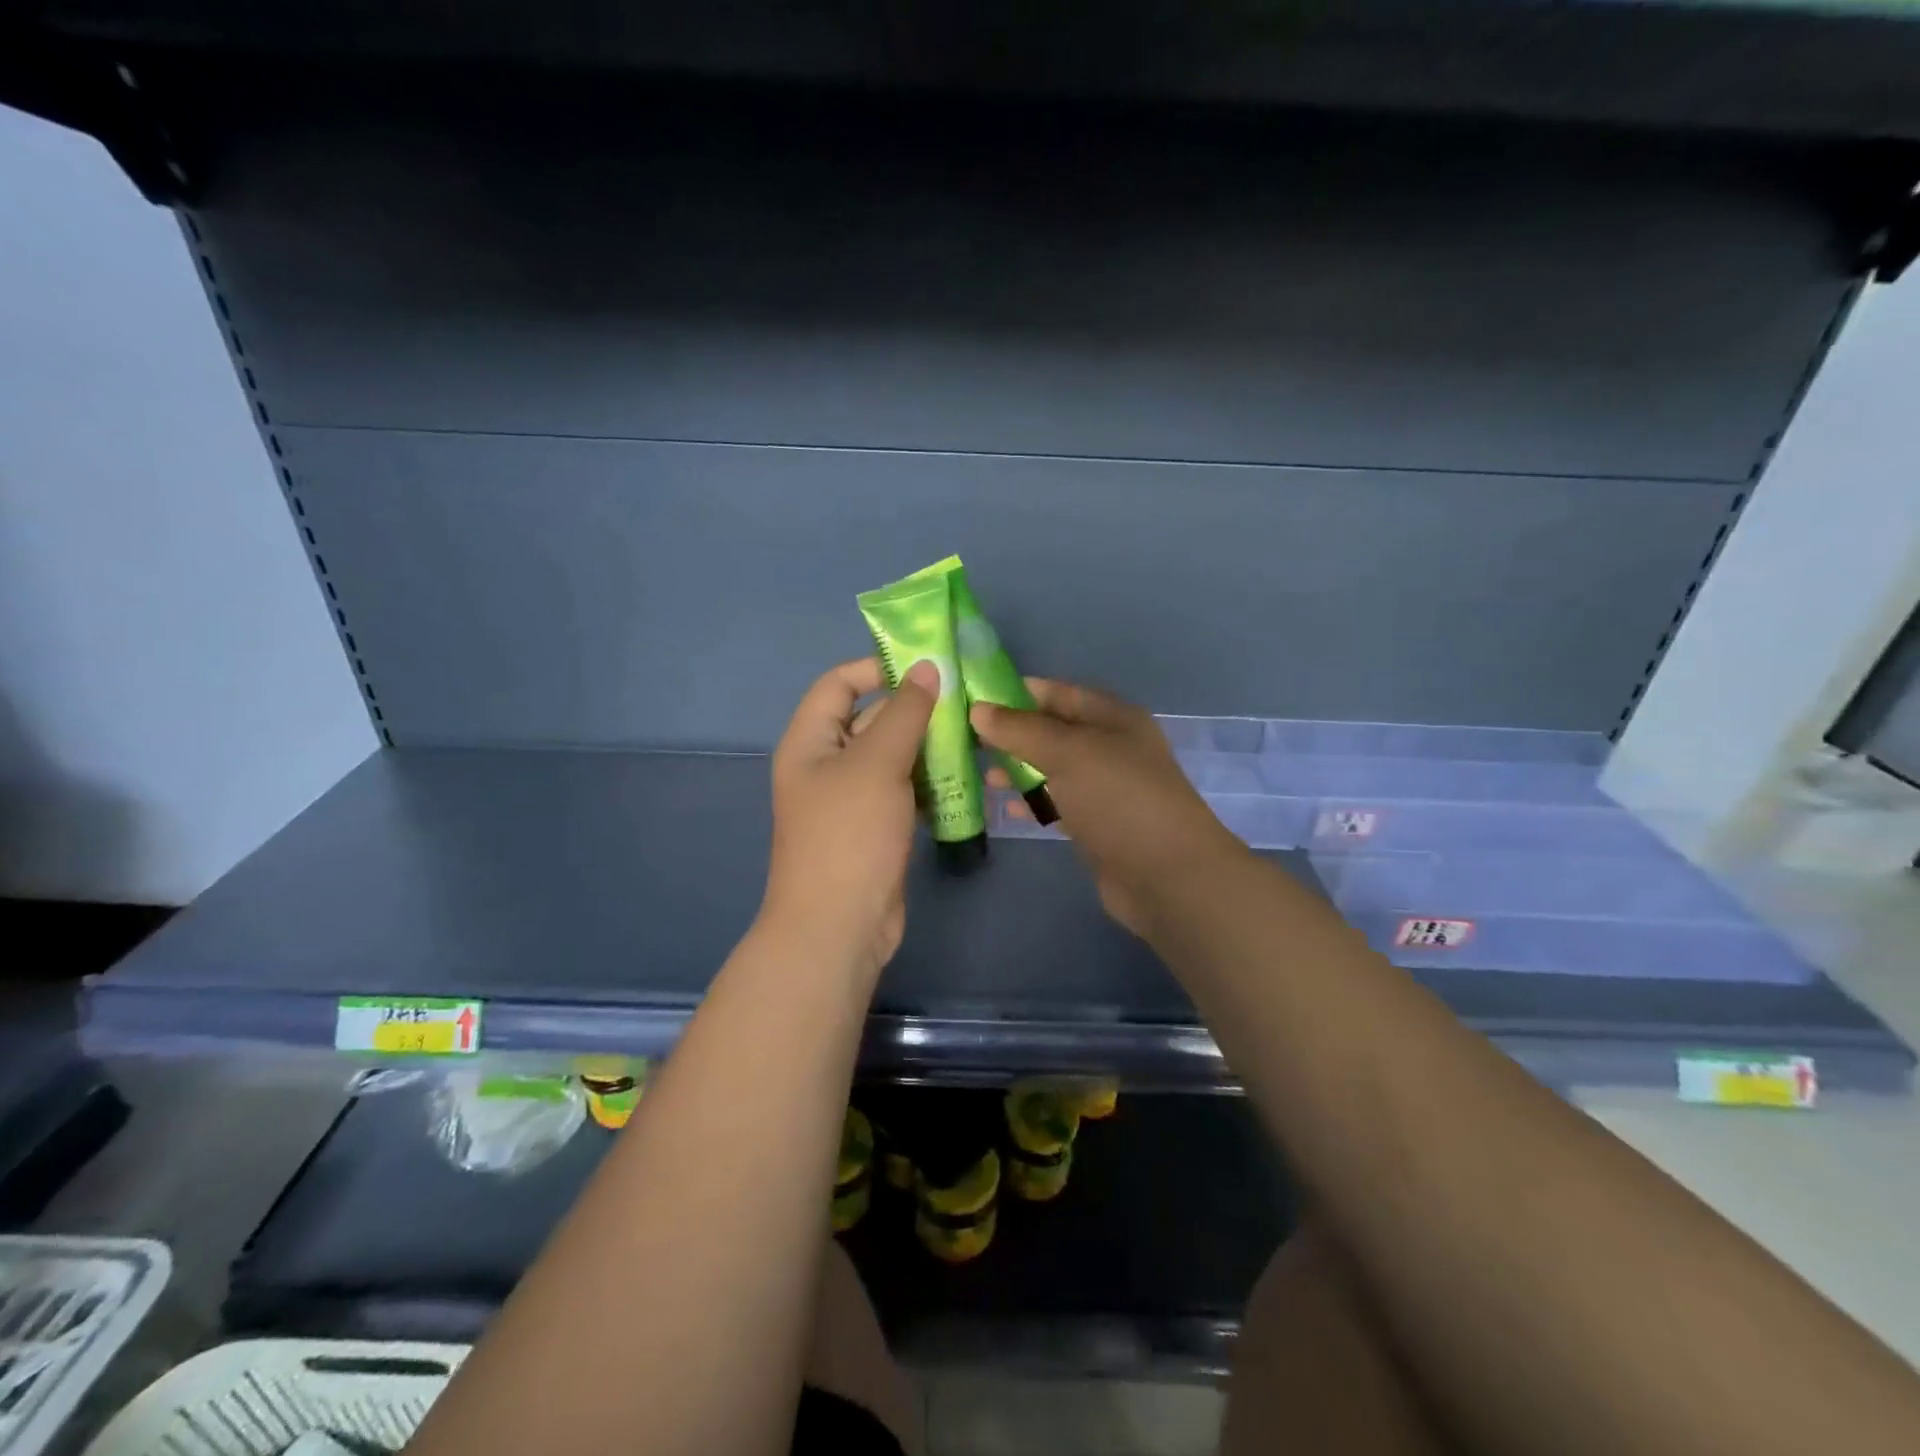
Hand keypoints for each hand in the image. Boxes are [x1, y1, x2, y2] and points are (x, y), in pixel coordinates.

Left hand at [759, 656, 939, 982]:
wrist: (840, 926)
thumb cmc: (849, 835)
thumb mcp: (877, 764)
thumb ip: (904, 713)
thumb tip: (927, 668)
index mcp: (810, 741)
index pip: (838, 684)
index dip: (877, 669)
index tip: (926, 667)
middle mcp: (827, 764)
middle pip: (871, 719)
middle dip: (914, 709)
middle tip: (965, 702)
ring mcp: (852, 798)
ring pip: (893, 757)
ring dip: (928, 746)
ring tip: (974, 735)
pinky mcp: (876, 827)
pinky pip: (904, 789)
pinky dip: (929, 781)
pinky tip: (965, 776)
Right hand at [973, 680, 1244, 936]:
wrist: (1166, 876)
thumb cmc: (1119, 800)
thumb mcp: (1068, 753)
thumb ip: (1021, 730)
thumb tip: (979, 710)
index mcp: (1112, 717)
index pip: (1057, 693)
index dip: (1016, 693)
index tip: (972, 700)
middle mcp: (1110, 746)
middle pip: (1052, 730)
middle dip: (1011, 734)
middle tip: (966, 740)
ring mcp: (1104, 787)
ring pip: (1052, 768)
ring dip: (1017, 769)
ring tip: (980, 774)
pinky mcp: (1096, 823)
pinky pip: (1056, 802)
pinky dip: (1031, 802)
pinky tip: (1004, 808)